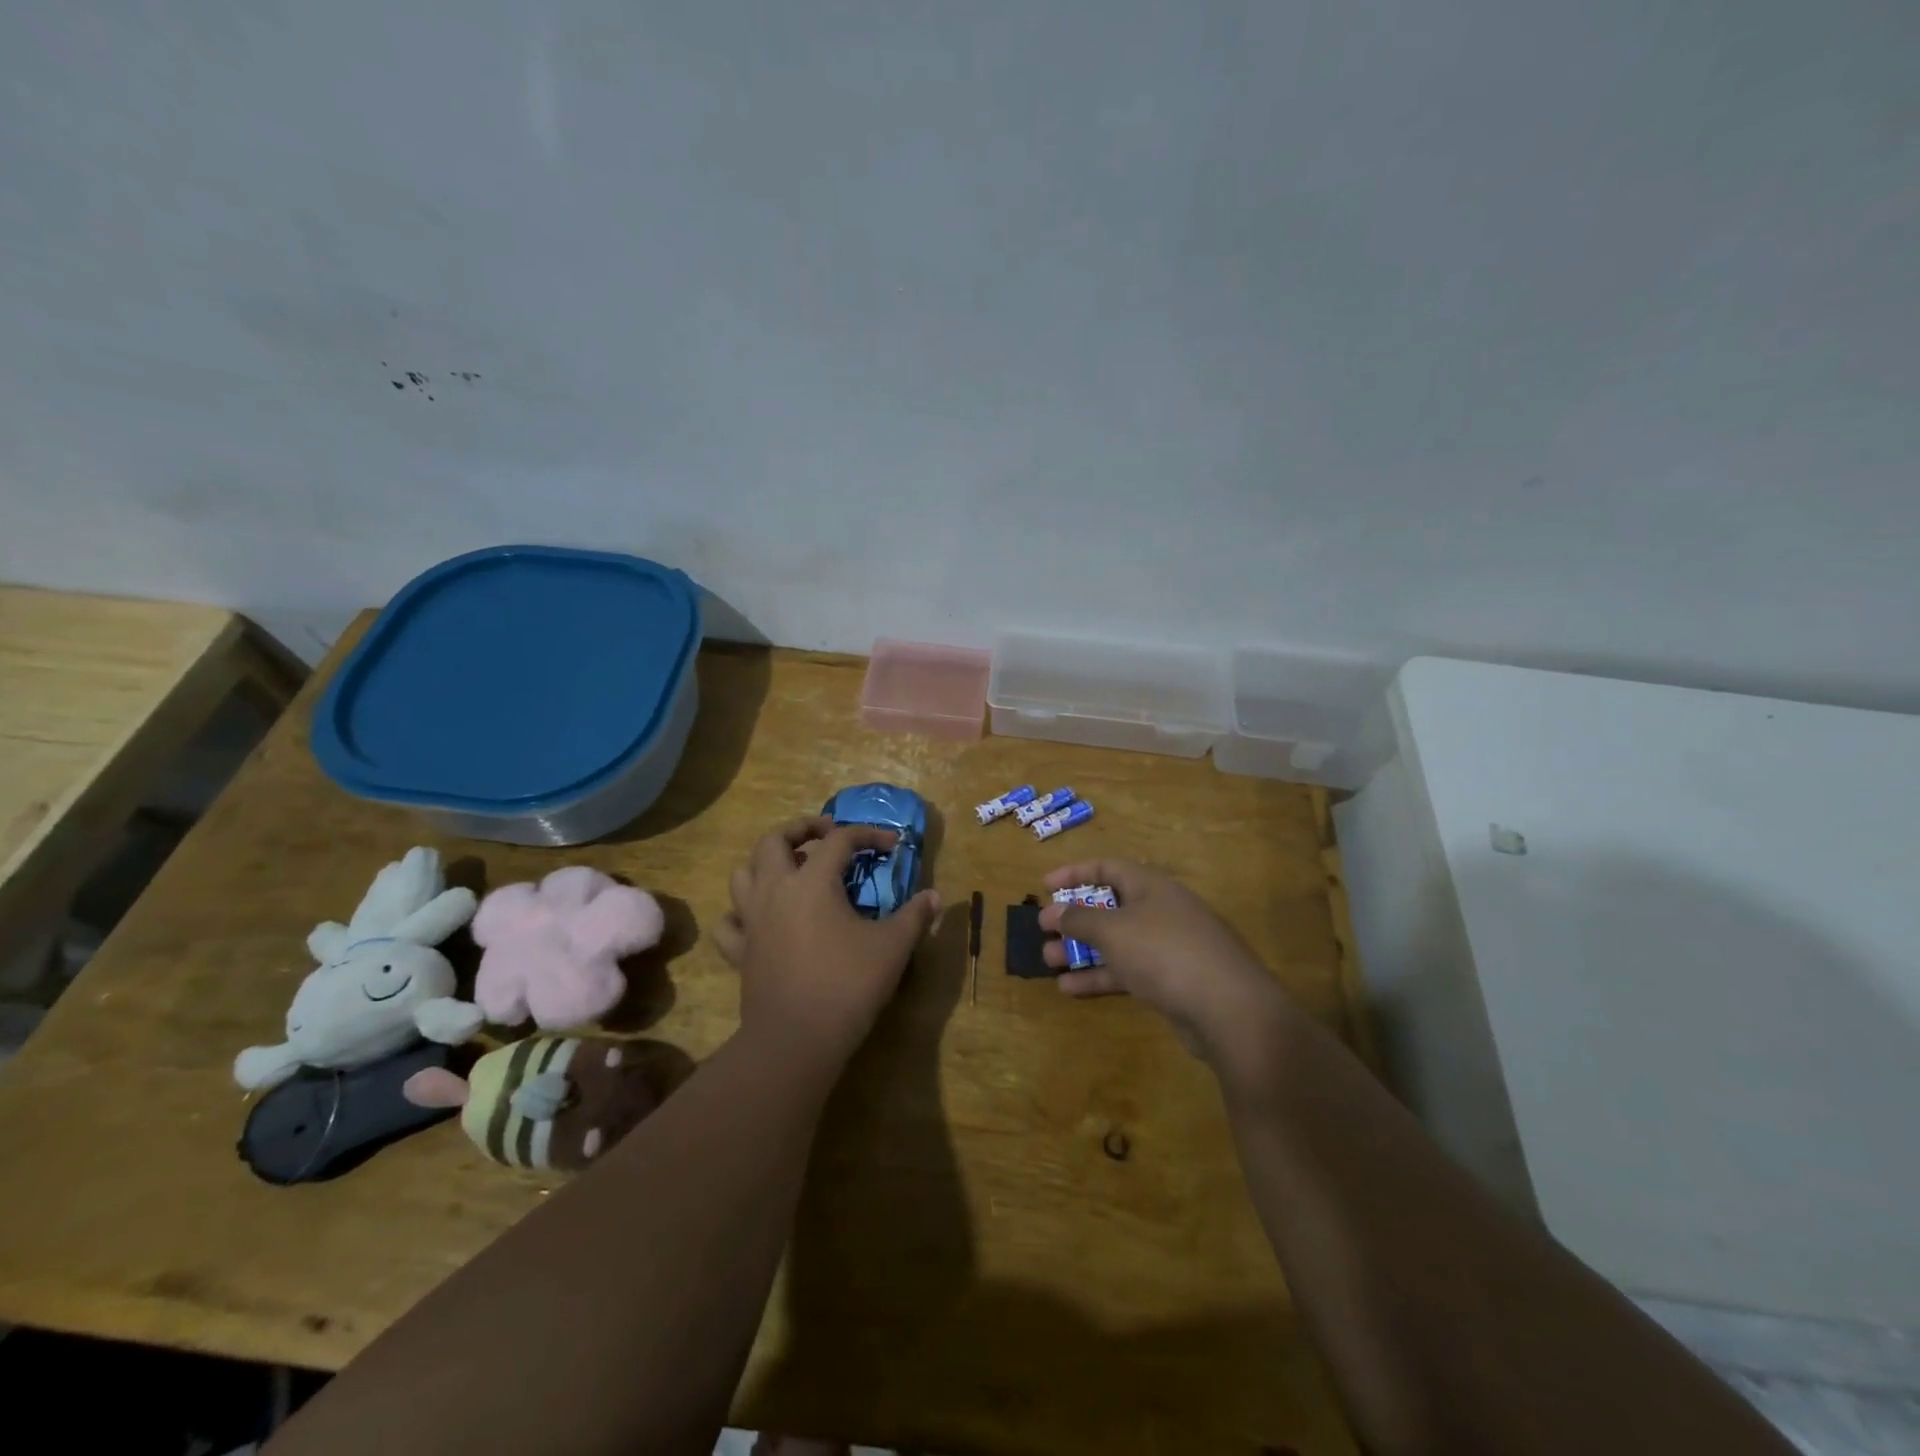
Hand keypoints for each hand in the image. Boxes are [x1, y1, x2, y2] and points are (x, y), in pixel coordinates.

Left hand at [714, 816, 940, 1065]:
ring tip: (791, 870)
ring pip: (743, 874)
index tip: (892, 844)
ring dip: (765, 864)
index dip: (868, 835)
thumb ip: (914, 916)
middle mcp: (775, 890)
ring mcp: (752, 921)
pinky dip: (741, 913)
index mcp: (813, 882)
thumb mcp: (892, 947)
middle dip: (800, 829)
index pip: (840, 840)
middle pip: (774, 840)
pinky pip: (729, 922)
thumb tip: (935, 897)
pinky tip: (760, 919)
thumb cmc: (848, 984)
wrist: (797, 1039)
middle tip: (826, 834)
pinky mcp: (740, 952)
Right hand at [1038, 860, 1294, 1064]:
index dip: (1075, 873)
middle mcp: (1160, 910)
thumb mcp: (1113, 930)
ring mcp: (1169, 947)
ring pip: (1117, 942)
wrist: (1229, 1008)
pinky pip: (1129, 970)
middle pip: (1110, 906)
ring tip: (1048, 962)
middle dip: (1074, 918)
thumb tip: (1055, 911)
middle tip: (1043, 930)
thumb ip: (1080, 919)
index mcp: (1150, 886)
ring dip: (1082, 950)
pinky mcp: (1172, 980)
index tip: (1045, 885)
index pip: (1107, 868)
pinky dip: (1101, 976)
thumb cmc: (1164, 952)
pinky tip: (1070, 989)